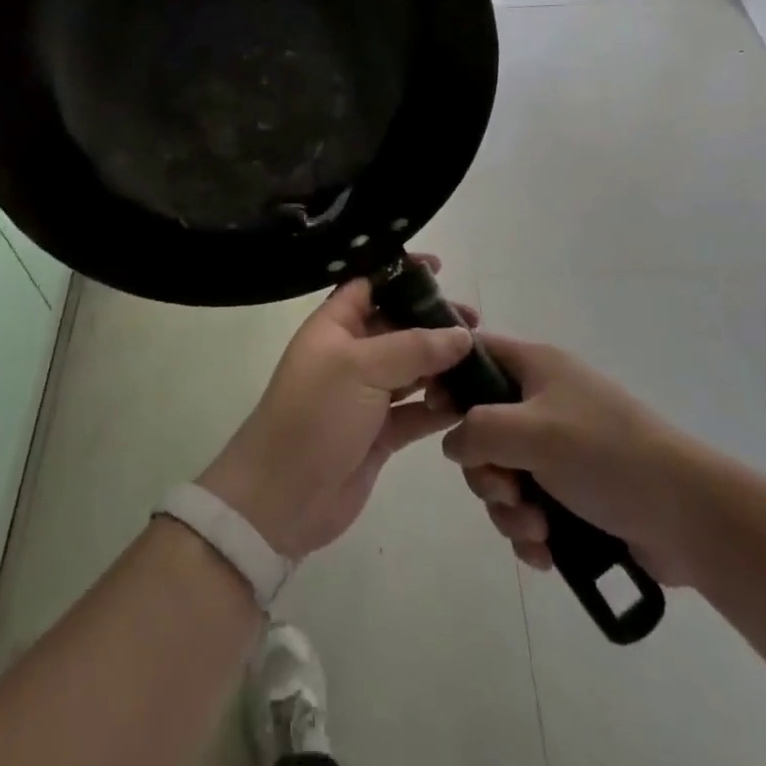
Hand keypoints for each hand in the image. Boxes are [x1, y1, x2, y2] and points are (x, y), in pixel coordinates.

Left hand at [198, 261, 478, 559]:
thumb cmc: (315, 414)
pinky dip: (441, 405)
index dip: (400, 273)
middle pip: (398, 325)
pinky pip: (417, 410)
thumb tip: (462, 334)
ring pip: (412, 368)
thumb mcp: (360, 367)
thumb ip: (414, 347)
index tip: (439, 268)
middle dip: (433, 321)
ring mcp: (366, 395)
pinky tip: (471, 401)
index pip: (369, 284)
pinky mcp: (381, 433)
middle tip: (475, 323)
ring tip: (483, 360)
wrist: (282, 497)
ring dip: (443, 364)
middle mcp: (351, 354)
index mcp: (335, 325)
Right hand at [436, 333, 712, 585]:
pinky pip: (528, 507)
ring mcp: (559, 449)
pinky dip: (530, 530)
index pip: (475, 352)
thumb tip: (454, 444)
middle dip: (485, 468)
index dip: (449, 377)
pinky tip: (546, 550)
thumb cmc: (606, 455)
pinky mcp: (573, 493)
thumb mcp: (532, 431)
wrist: (690, 517)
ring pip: (502, 474)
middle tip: (507, 488)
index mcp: (536, 367)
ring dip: (508, 507)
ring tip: (537, 528)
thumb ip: (478, 430)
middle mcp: (543, 402)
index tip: (437, 415)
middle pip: (482, 426)